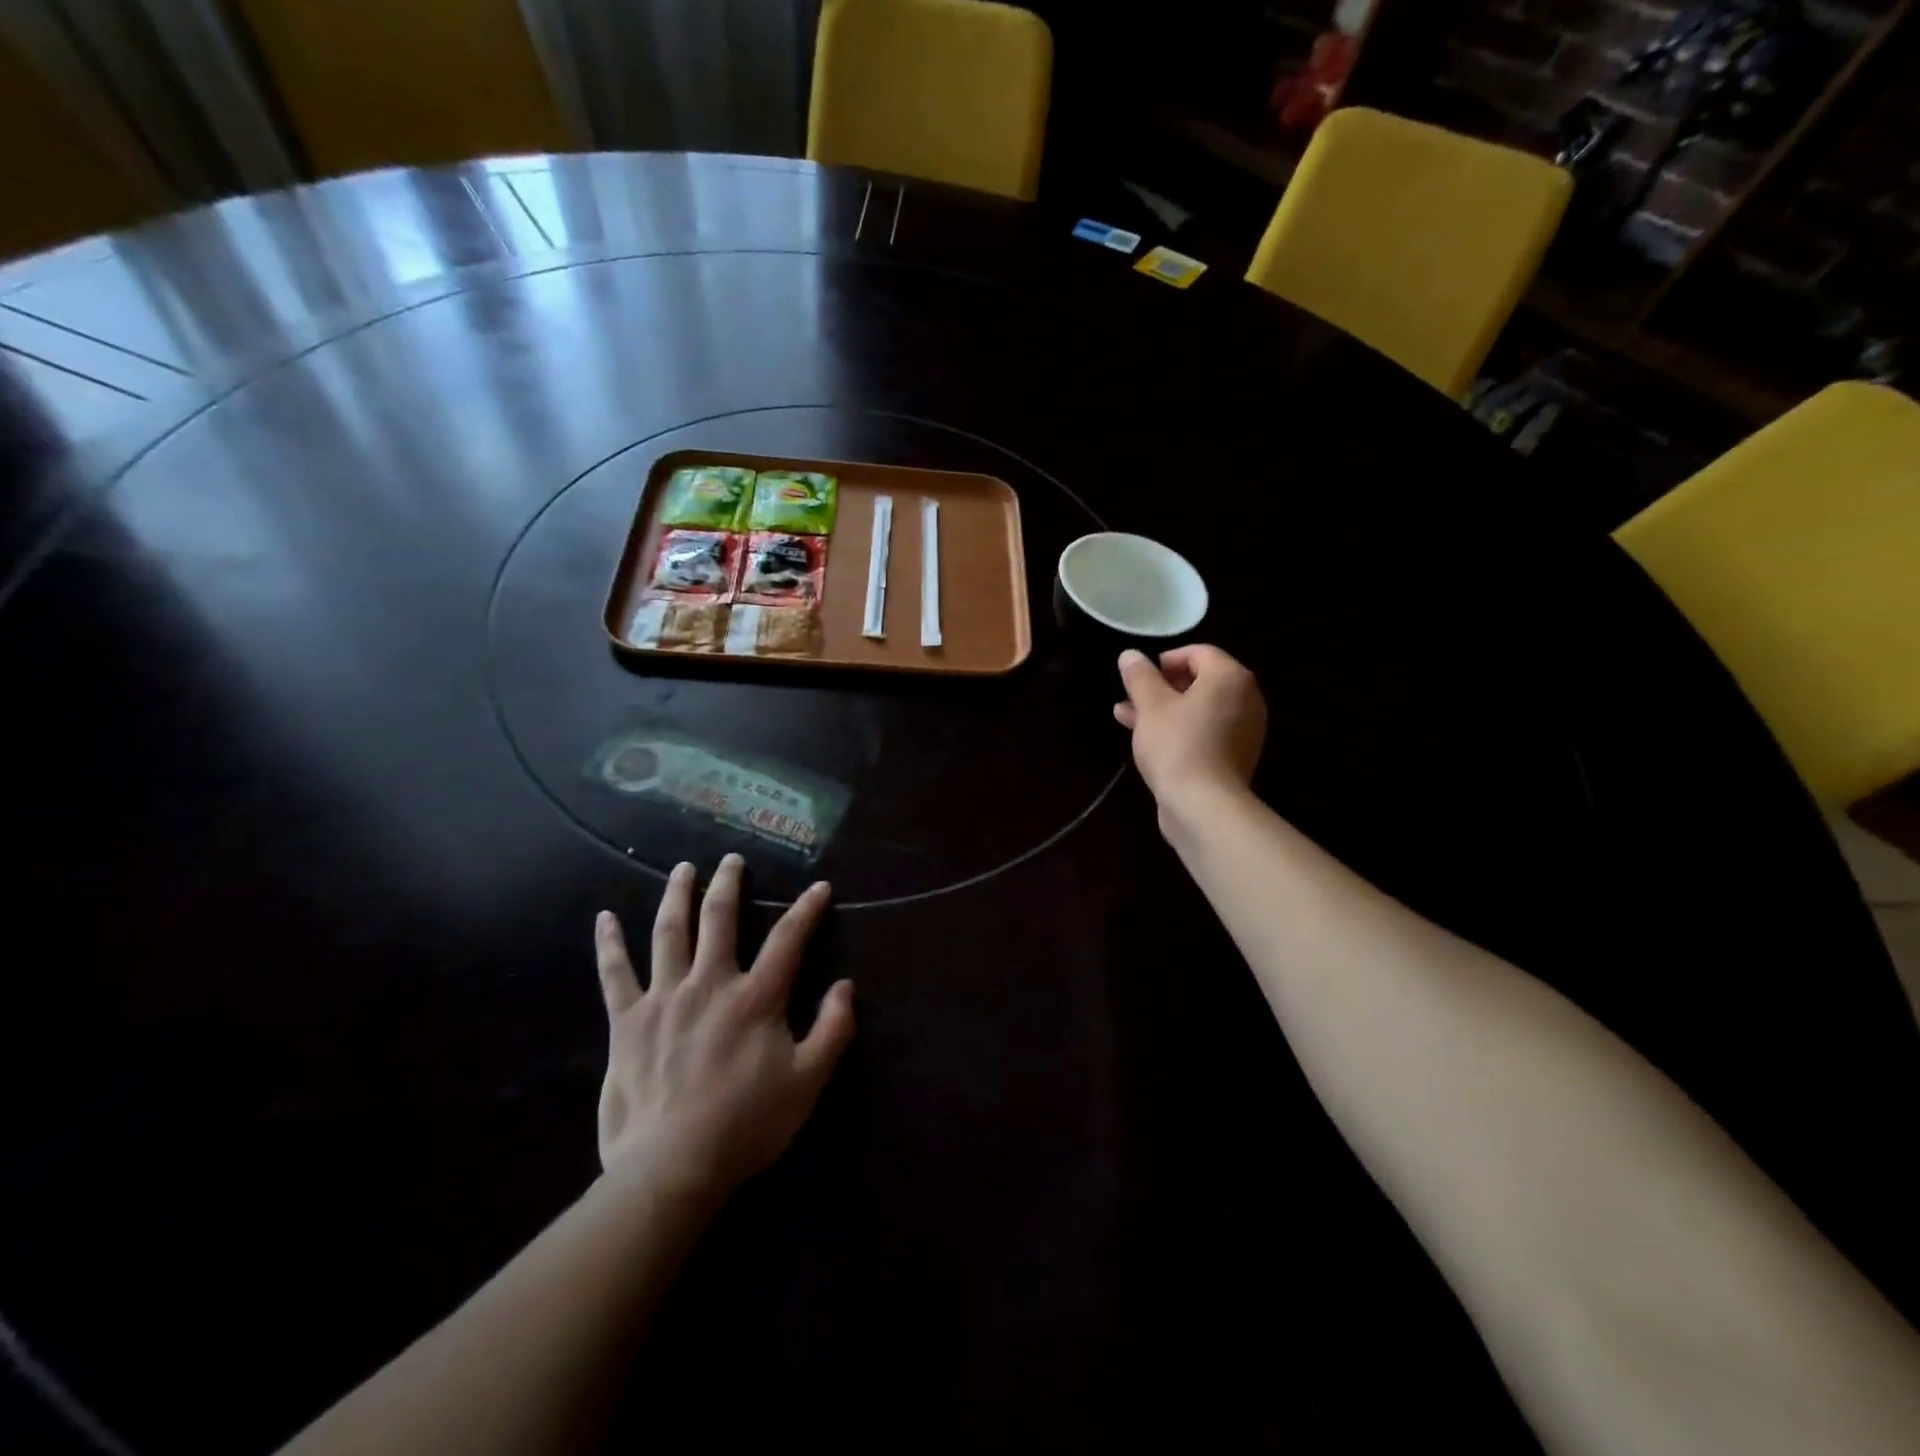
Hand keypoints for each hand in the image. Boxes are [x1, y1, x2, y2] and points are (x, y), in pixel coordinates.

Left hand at [594, 854, 854, 1203]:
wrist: (673, 1166)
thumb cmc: (747, 1124)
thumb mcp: (808, 1081)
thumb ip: (832, 1029)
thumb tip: (846, 986)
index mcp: (756, 997)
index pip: (788, 939)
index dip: (807, 909)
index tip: (819, 886)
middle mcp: (710, 984)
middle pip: (719, 920)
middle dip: (728, 884)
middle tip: (731, 859)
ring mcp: (664, 998)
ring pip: (669, 933)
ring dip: (676, 896)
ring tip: (682, 869)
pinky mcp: (627, 1021)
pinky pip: (615, 974)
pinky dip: (608, 944)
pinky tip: (604, 919)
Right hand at [1114, 645, 1267, 824]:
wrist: (1204, 806)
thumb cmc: (1177, 745)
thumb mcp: (1150, 706)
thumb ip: (1140, 676)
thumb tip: (1130, 655)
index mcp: (1230, 677)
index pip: (1199, 652)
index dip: (1166, 659)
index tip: (1140, 676)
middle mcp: (1246, 699)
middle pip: (1200, 681)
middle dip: (1161, 687)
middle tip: (1131, 697)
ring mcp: (1244, 730)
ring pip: (1199, 709)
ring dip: (1164, 710)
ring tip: (1127, 718)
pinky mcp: (1235, 757)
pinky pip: (1205, 731)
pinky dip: (1179, 730)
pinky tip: (1147, 740)